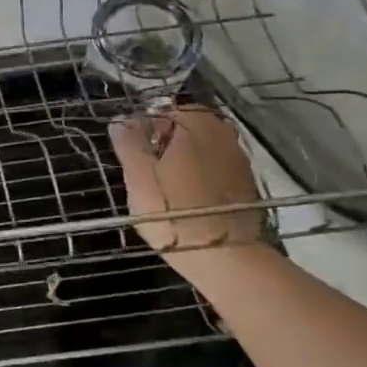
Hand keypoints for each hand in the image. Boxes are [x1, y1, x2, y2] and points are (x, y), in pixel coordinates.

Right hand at [109, 108, 265, 274]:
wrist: (226, 257)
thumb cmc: (174, 213)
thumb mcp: (139, 178)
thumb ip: (129, 145)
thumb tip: (120, 121)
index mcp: (195, 125)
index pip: (164, 110)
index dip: (144, 127)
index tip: (133, 151)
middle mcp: (222, 133)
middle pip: (187, 126)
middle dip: (167, 141)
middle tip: (148, 168)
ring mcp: (239, 158)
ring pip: (203, 146)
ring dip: (185, 157)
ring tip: (166, 184)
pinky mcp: (246, 183)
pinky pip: (217, 166)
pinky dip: (202, 173)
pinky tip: (189, 195)